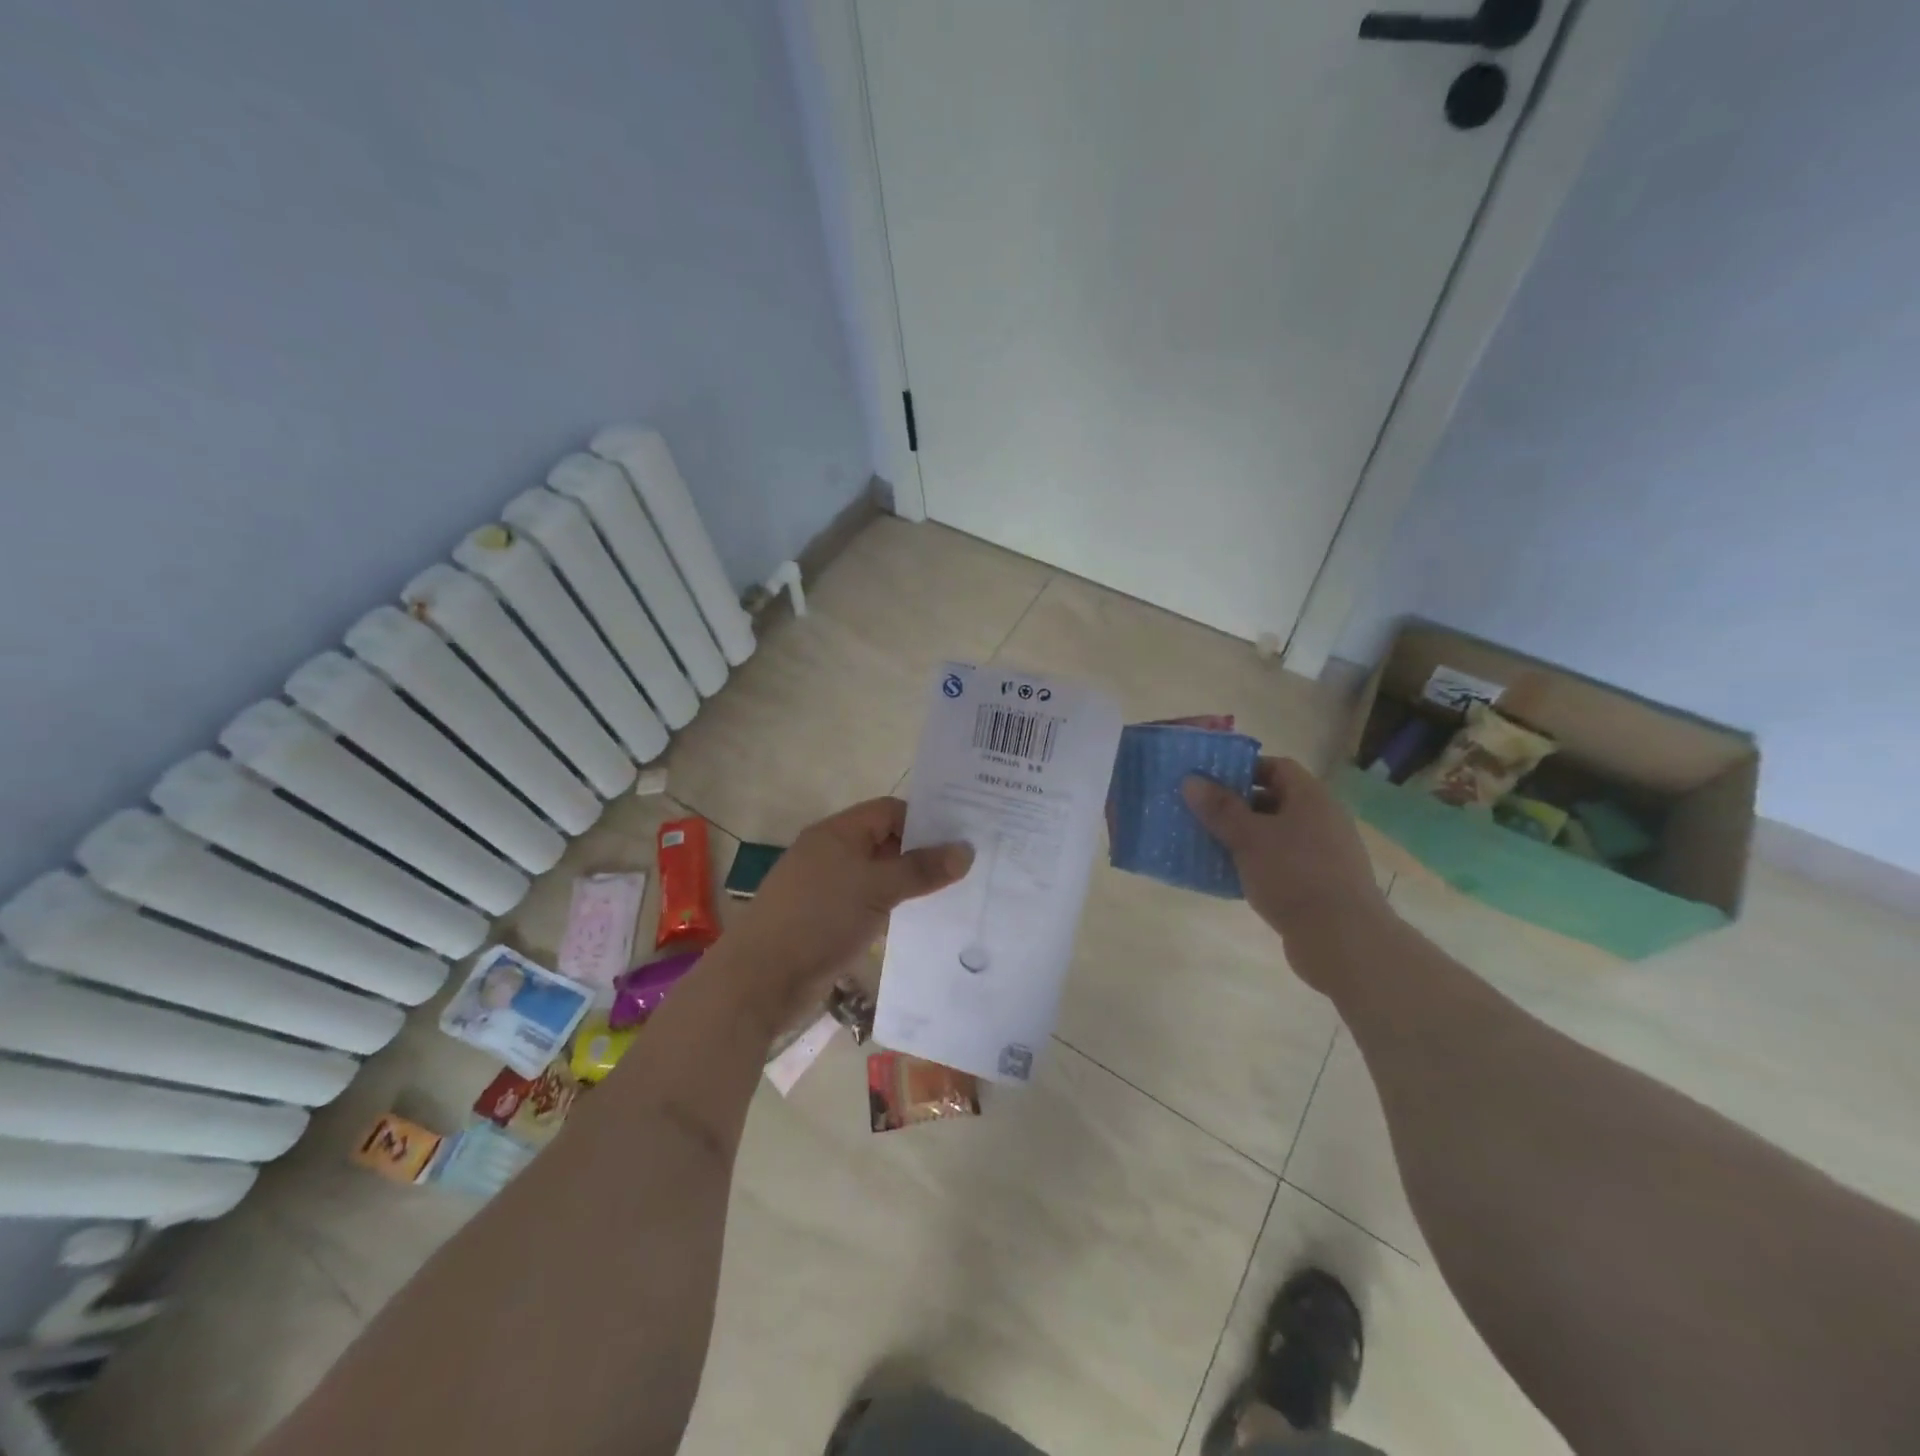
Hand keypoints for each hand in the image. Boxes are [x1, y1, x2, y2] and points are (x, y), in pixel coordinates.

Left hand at [719, 798, 971, 1021]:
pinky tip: (922, 921)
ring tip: (956, 893)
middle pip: (885, 842)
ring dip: (910, 884)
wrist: (762, 979)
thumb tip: (966, 850)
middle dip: (923, 853)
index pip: (889, 811)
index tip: (962, 837)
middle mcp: (832, 854)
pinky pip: (870, 904)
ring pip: (879, 876)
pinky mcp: (828, 920)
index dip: (924, 820)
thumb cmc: (819, 919)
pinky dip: (893, 908)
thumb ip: (922, 869)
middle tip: (969, 865)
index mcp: (837, 833)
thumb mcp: (877, 888)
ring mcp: (828, 888)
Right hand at [1183, 759, 1388, 988]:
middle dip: (1238, 806)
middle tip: (1202, 813)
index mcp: (1311, 798)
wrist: (1343, 939)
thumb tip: (1191, 780)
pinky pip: (1283, 863)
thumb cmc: (1294, 875)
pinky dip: (1258, 865)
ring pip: (1277, 835)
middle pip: (1276, 801)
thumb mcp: (1248, 837)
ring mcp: (1325, 854)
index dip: (1244, 769)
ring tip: (1209, 845)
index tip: (1211, 782)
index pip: (1277, 767)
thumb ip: (1219, 808)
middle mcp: (1323, 819)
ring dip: (1245, 838)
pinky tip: (1231, 877)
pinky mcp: (1321, 884)